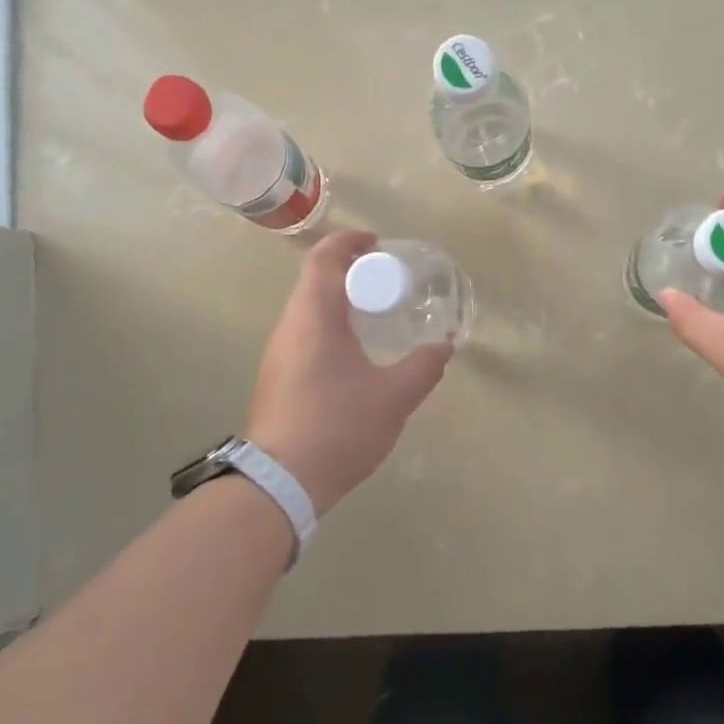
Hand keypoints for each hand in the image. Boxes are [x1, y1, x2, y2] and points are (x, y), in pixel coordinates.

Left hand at [245, 231, 452, 515]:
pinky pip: (305, 335)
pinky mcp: (278, 378)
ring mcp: (279, 354)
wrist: (280, 482)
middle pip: (315, 281)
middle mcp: (289, 327)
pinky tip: (356, 354)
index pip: (323, 258)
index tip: (378, 242)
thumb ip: (424, 366)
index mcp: (314, 317)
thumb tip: (445, 345)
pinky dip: (331, 327)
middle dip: (350, 270)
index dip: (350, 241)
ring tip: (377, 313)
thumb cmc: (338, 427)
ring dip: (340, 301)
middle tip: (387, 280)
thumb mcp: (394, 397)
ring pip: (309, 310)